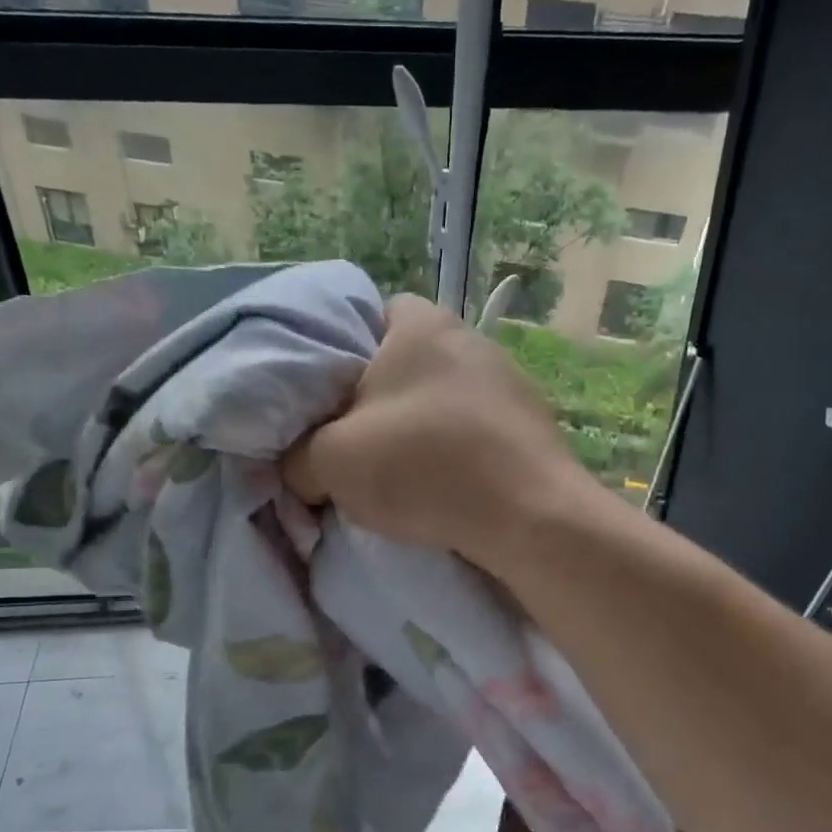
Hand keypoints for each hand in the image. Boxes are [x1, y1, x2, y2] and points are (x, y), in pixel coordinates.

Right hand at [282, 295, 597, 564]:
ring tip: (400, 473)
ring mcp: (510, 381)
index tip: (327, 398)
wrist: (530, 517)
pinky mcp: (533, 424)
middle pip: (405, 361)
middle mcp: (470, 339)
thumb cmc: (424, 467)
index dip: (340, 352)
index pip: (368, 313)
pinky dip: (455, 452)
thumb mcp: (332, 461)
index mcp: (420, 325)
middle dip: (377, 398)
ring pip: (442, 398)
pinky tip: (446, 488)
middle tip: (354, 441)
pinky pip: (475, 429)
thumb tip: (300, 467)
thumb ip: (298, 456)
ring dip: (418, 429)